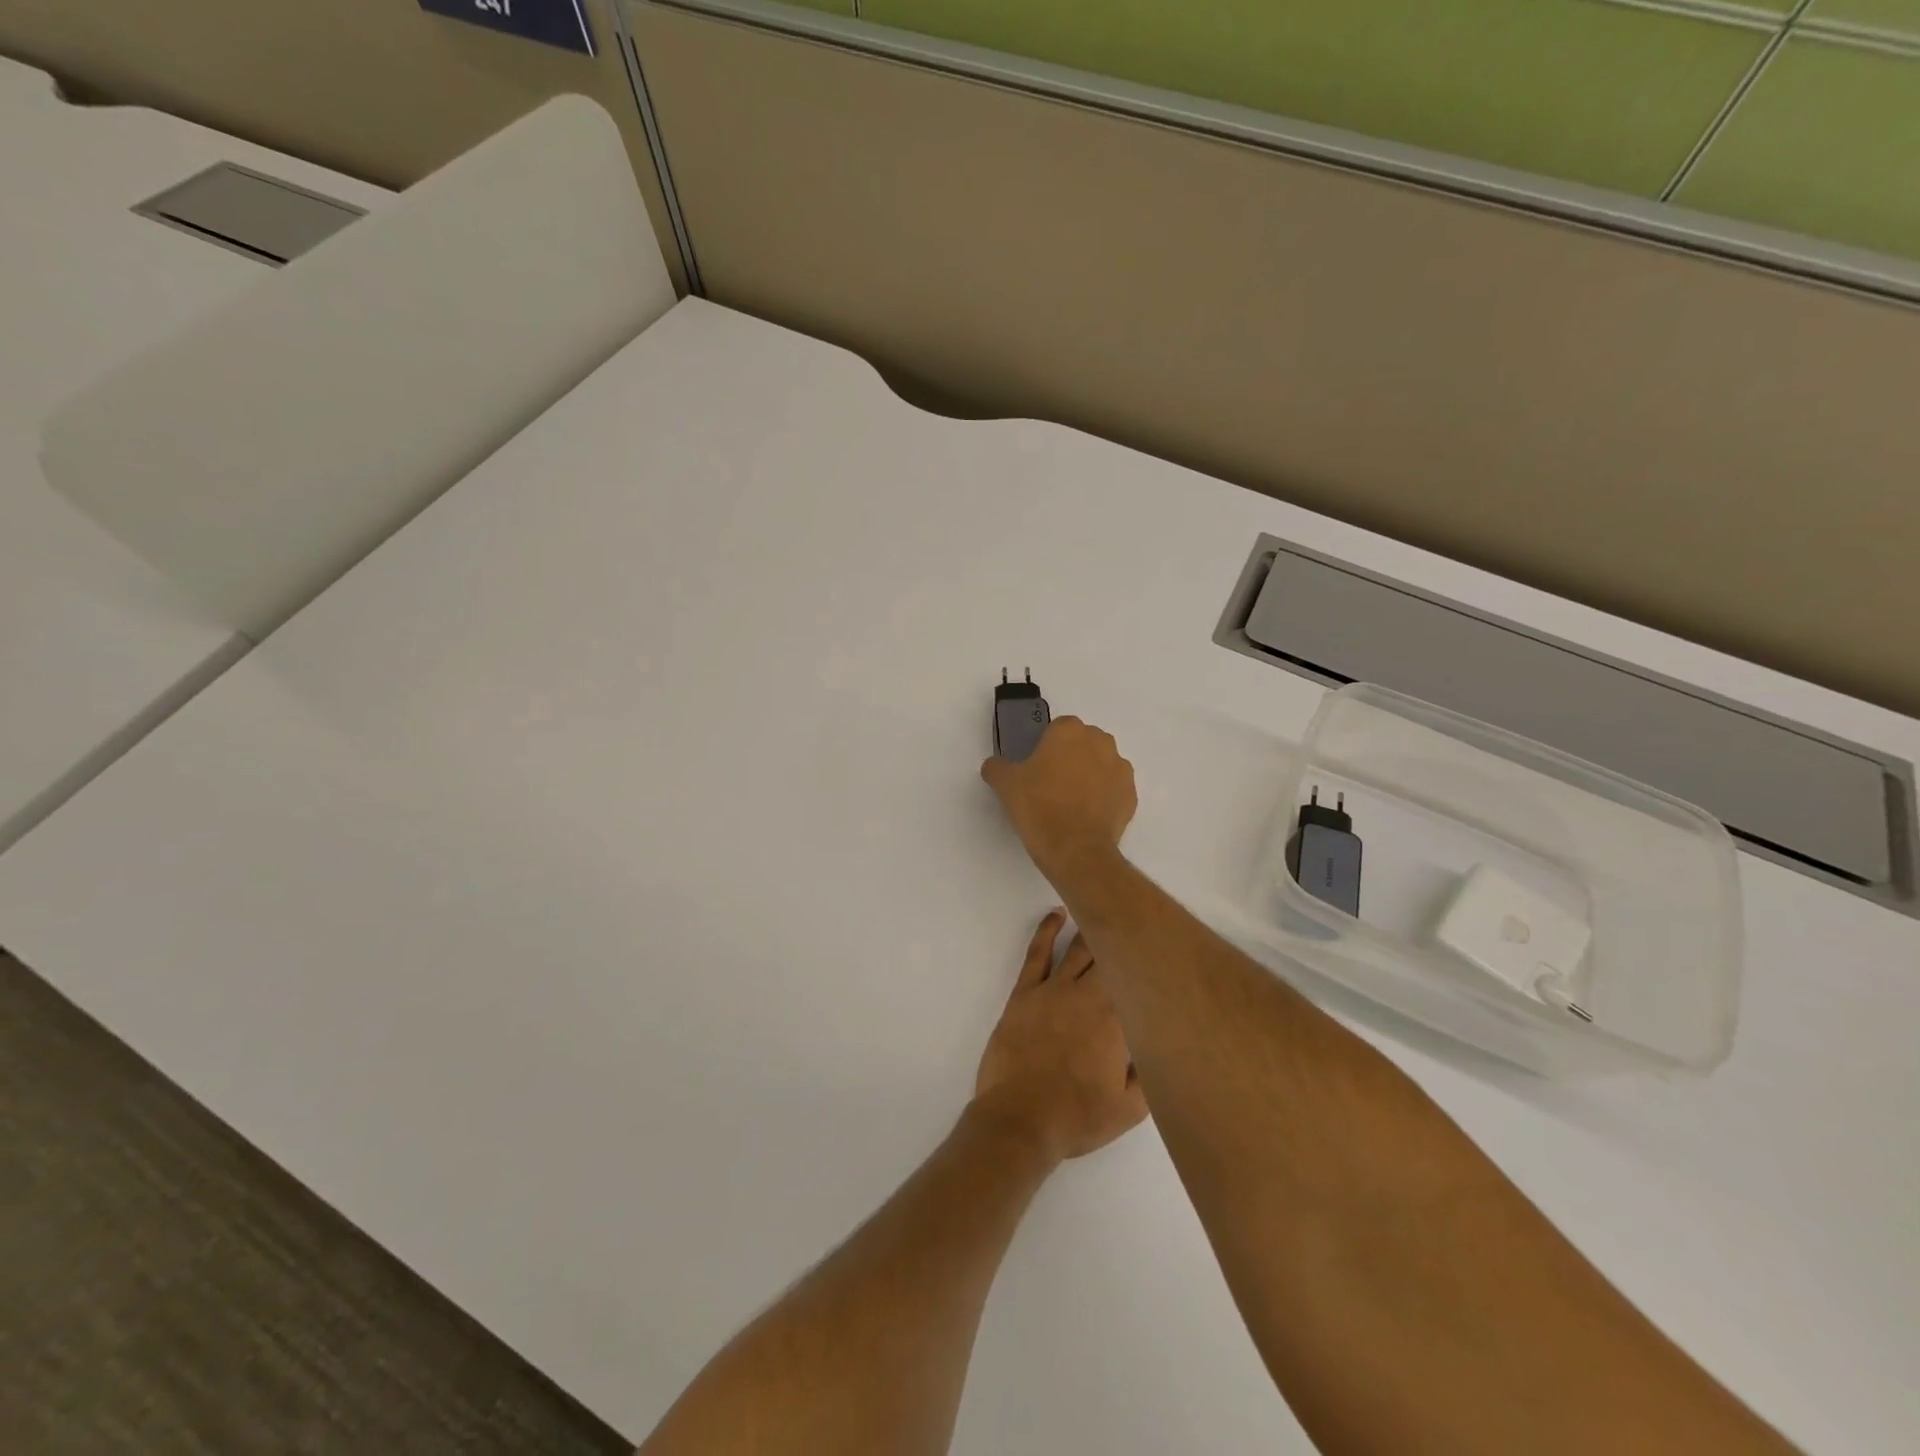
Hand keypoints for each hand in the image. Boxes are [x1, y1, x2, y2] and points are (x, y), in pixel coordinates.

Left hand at [972, 910, 1147, 1163]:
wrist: (1020, 1119)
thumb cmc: (1077, 1117)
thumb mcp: (1129, 1109)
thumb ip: (1150, 1074)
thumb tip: (1160, 1044)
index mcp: (1118, 1021)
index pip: (1140, 981)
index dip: (1151, 964)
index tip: (1163, 945)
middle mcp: (1089, 996)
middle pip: (1111, 956)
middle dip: (1126, 938)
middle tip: (1139, 918)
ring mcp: (1054, 989)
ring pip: (1079, 949)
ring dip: (1093, 928)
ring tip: (1106, 910)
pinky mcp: (1025, 991)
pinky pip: (1038, 952)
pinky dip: (1048, 929)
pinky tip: (1058, 914)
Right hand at [980, 717, 1136, 883]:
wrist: (1075, 849)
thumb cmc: (1038, 807)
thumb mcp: (1005, 785)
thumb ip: (998, 768)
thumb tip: (994, 766)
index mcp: (1070, 731)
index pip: (1057, 728)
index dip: (1045, 746)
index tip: (1036, 766)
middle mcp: (1100, 742)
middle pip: (1083, 743)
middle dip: (1070, 757)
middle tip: (1051, 783)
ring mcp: (1120, 769)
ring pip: (1101, 765)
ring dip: (1089, 776)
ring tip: (1070, 802)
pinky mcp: (1131, 795)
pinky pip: (1113, 790)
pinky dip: (1103, 798)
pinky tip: (1086, 816)